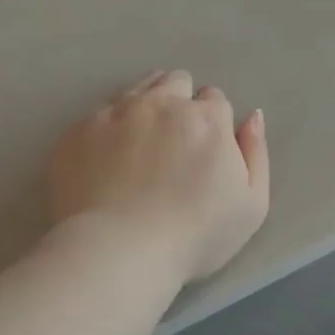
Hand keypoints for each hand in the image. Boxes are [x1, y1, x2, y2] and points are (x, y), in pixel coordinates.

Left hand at [47, 69, 269, 286]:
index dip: (213, 122)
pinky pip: (98, 115)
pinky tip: (107, 160)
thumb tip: (253, 116)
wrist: (118, 252)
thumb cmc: (194, 237)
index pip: (214, 99)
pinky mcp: (78, 131)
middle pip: (175, 82)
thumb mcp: (250, 206)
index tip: (205, 150)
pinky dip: (108, 129)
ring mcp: (114, 113)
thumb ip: (256, 154)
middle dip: (179, 103)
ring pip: (136, 90)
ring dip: (145, 107)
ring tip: (141, 145)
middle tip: (174, 142)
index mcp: (206, 119)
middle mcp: (160, 104)